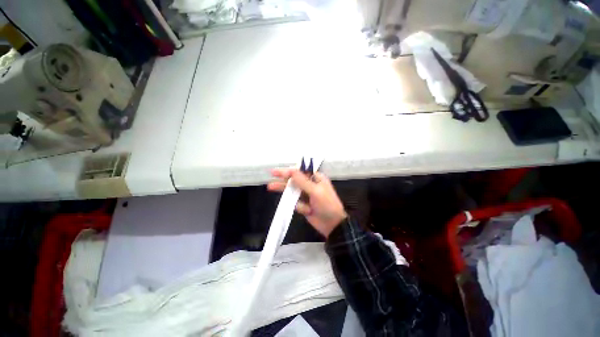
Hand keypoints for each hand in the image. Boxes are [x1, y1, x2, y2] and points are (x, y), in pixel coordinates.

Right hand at [268, 168, 346, 237]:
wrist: (332, 225)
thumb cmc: (327, 205)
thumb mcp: (315, 191)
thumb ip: (302, 181)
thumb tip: (292, 171)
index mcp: (316, 178)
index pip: (300, 172)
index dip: (288, 171)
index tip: (276, 171)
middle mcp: (310, 185)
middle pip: (294, 180)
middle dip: (283, 179)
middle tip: (272, 175)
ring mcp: (306, 195)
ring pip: (293, 191)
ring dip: (285, 191)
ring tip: (270, 187)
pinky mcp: (304, 205)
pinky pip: (295, 203)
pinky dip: (300, 207)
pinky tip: (308, 211)